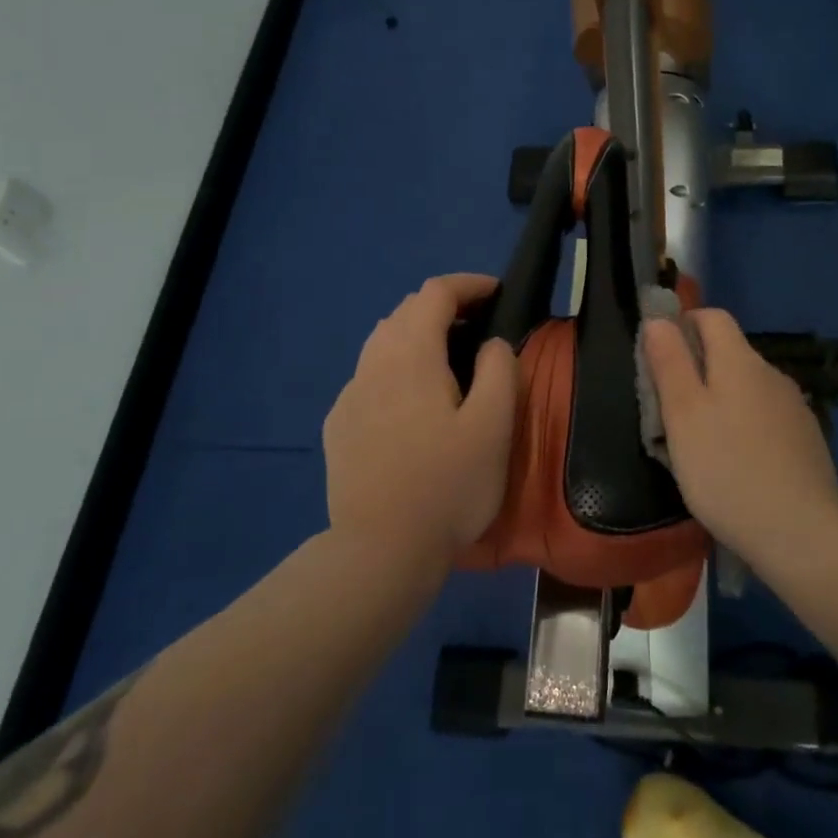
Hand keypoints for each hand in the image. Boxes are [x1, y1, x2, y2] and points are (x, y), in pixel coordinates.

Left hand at [323, 274, 517, 567]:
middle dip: (444, 307)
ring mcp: (350, 396)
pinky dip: (396, 369)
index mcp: (410, 355)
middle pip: (405, 312)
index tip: (498, 294)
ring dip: (418, 336)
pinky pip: (370, 377)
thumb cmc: (447, 486)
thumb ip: (498, 370)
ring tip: (449, 362)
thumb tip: (491, 344)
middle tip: (480, 329)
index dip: (468, 285)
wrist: (379, 552)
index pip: (434, 293)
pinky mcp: (339, 426)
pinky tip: (412, 405)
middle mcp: (372, 364)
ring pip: (382, 342)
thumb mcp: (494, 426)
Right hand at [641, 310, 837, 563]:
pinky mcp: (807, 439)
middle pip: (730, 353)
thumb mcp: (683, 415)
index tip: (661, 357)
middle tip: (671, 410)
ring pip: (748, 388)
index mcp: (740, 361)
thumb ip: (669, 362)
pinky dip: (746, 426)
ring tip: (701, 443)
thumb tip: (659, 319)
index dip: (684, 325)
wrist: (800, 532)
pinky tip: (737, 463)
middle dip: (698, 369)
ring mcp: (795, 407)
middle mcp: (772, 374)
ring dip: (723, 400)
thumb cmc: (726, 469)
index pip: (712, 317)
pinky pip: (766, 417)